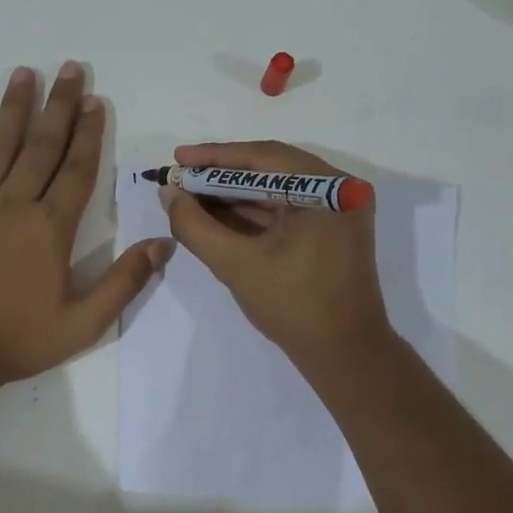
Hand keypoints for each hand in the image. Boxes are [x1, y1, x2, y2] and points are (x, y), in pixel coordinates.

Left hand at [0, 62, 173, 386]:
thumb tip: (163, 244)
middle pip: (42, 146)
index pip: (78, 170)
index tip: (97, 101)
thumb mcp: (84, 322)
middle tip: (70, 69)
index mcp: (51, 228)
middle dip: (60, 106)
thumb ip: (125, 281)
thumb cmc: (20, 339)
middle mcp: (15, 205)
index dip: (91, 134)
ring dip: (12, 109)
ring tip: (23, 73)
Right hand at [159, 140, 393, 372]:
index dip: (215, 157)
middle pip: (270, 170)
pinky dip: (251, 213)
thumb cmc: (294, 307)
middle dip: (220, 176)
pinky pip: (285, 210)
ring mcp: (337, 210)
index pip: (264, 158)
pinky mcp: (330, 230)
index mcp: (328, 189)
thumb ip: (196, 226)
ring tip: (189, 196)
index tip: (177, 159)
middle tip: (179, 177)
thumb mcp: (236, 264)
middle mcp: (339, 189)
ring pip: (275, 190)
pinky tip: (216, 215)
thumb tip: (168, 193)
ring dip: (232, 195)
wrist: (344, 355)